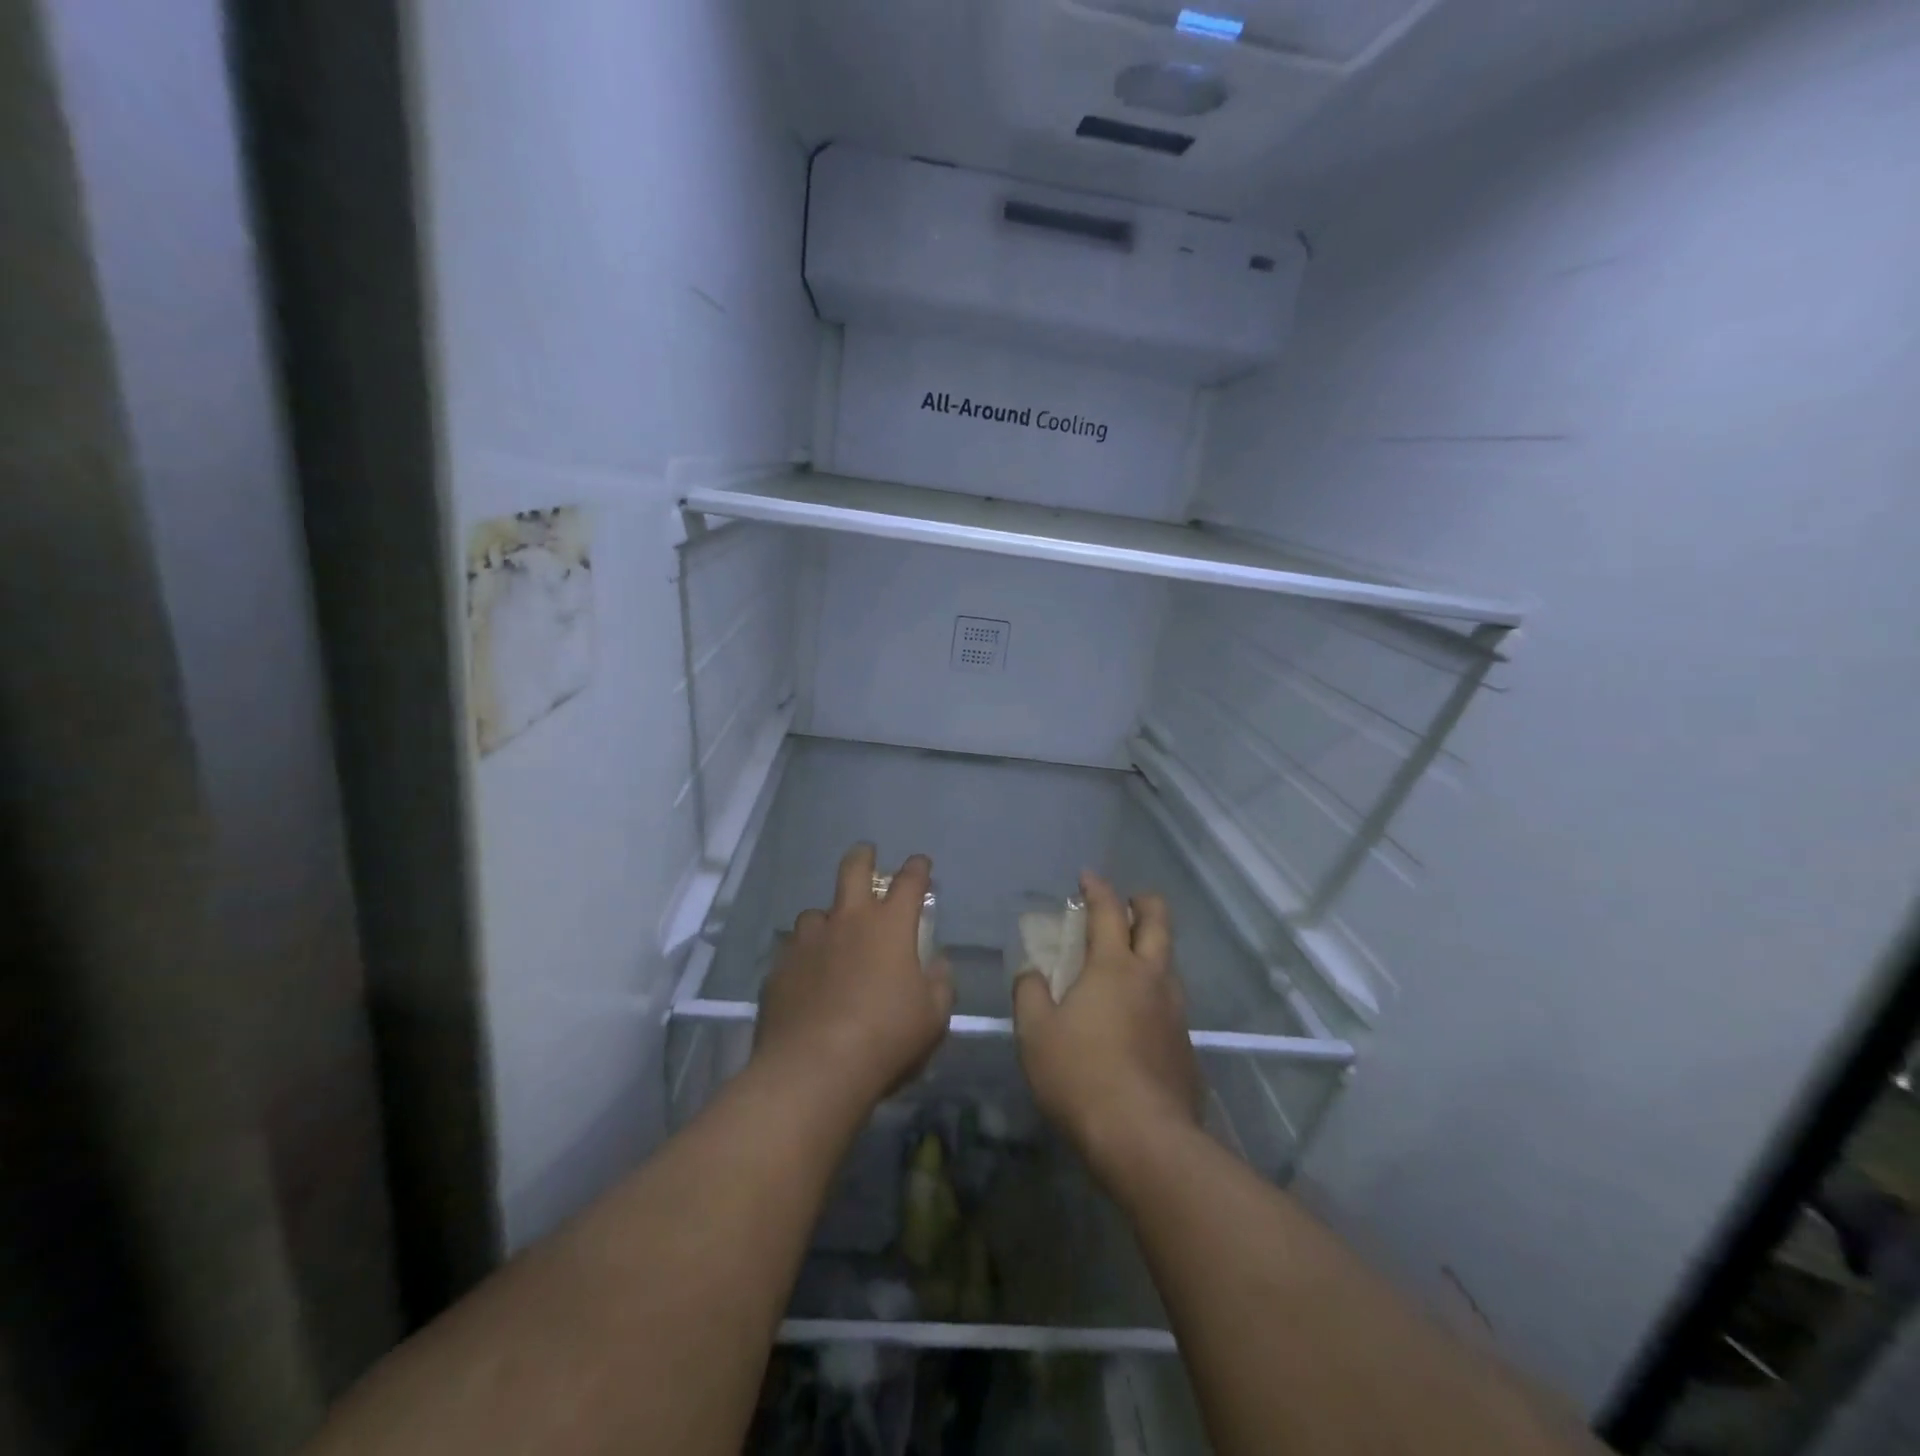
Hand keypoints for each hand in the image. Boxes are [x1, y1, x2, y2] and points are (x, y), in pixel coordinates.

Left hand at [754, 844, 954, 1112]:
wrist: (814, 1069)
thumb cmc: (886, 1038)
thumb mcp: (933, 1016)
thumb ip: (939, 983)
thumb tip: (937, 963)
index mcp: (890, 926)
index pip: (909, 881)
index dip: (917, 869)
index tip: (921, 864)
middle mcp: (848, 921)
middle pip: (854, 870)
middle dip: (863, 857)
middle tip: (866, 854)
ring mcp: (808, 942)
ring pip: (816, 913)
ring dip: (828, 918)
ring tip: (831, 935)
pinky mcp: (779, 968)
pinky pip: (793, 951)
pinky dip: (804, 957)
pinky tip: (807, 978)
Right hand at [1013, 873, 1201, 1180]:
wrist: (1143, 1139)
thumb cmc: (1080, 1076)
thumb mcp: (1035, 1033)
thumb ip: (1030, 994)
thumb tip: (1032, 972)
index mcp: (1114, 966)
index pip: (1108, 911)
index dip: (1097, 888)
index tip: (1087, 877)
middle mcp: (1152, 978)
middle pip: (1158, 922)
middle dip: (1143, 903)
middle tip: (1126, 903)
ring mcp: (1176, 1012)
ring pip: (1169, 963)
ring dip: (1151, 949)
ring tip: (1128, 962)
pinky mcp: (1186, 1046)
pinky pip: (1171, 1004)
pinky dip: (1154, 994)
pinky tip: (1136, 1019)